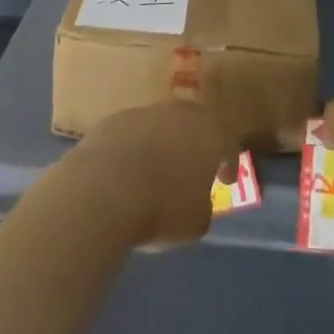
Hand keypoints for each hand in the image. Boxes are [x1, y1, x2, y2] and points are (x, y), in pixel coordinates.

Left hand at [64, 99, 237, 248]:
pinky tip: (126, 174)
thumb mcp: (196, 222)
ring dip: (162, 146)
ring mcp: (145, 112)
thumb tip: (197, 201)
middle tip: (192, 170)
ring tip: (155, 174)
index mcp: (209, 131)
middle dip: (195, 146)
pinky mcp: (114, 119)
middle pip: (194, 124)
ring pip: (161, 127)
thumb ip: (203, 206)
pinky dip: (134, 150)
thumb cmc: (162, 207)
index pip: (228, 142)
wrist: (104, 190)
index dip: (229, 162)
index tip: (226, 181)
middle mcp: (180, 112)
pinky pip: (132, 135)